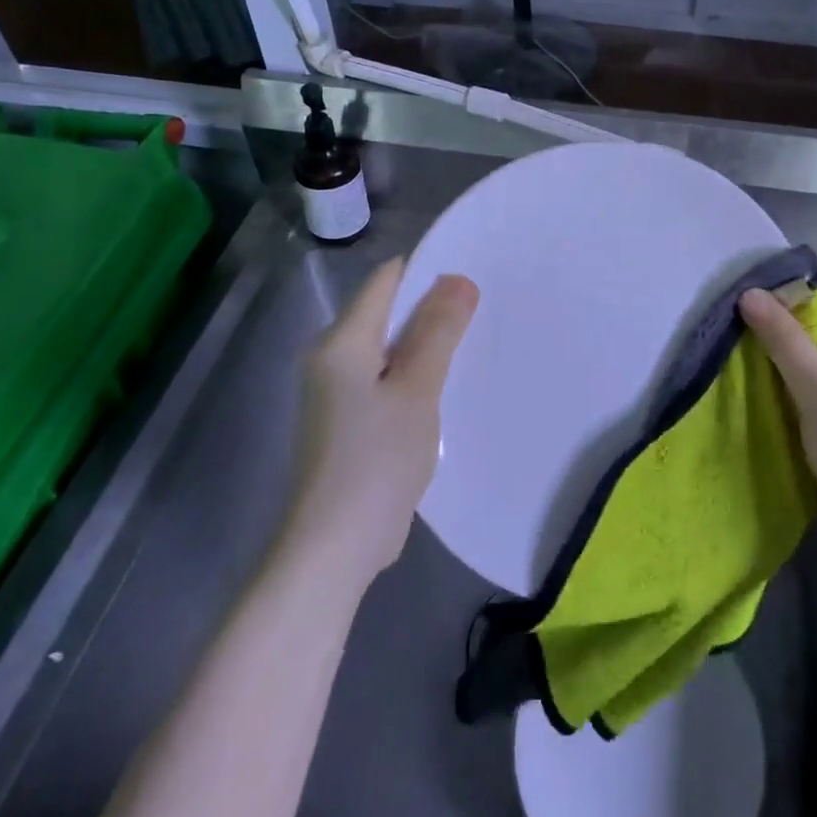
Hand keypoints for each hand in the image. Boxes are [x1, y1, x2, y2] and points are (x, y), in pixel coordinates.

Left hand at [289, 258, 478, 588]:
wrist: (333, 547)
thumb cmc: (376, 459)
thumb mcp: (417, 389)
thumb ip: (438, 331)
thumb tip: (458, 279)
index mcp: (342, 341)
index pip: (386, 281)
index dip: (428, 269)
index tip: (474, 268)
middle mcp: (332, 358)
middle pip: (386, 312)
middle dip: (432, 307)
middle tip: (484, 305)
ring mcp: (337, 392)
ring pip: (389, 347)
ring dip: (426, 342)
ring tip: (474, 338)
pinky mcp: (348, 420)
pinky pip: (385, 378)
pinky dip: (414, 373)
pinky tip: (445, 384)